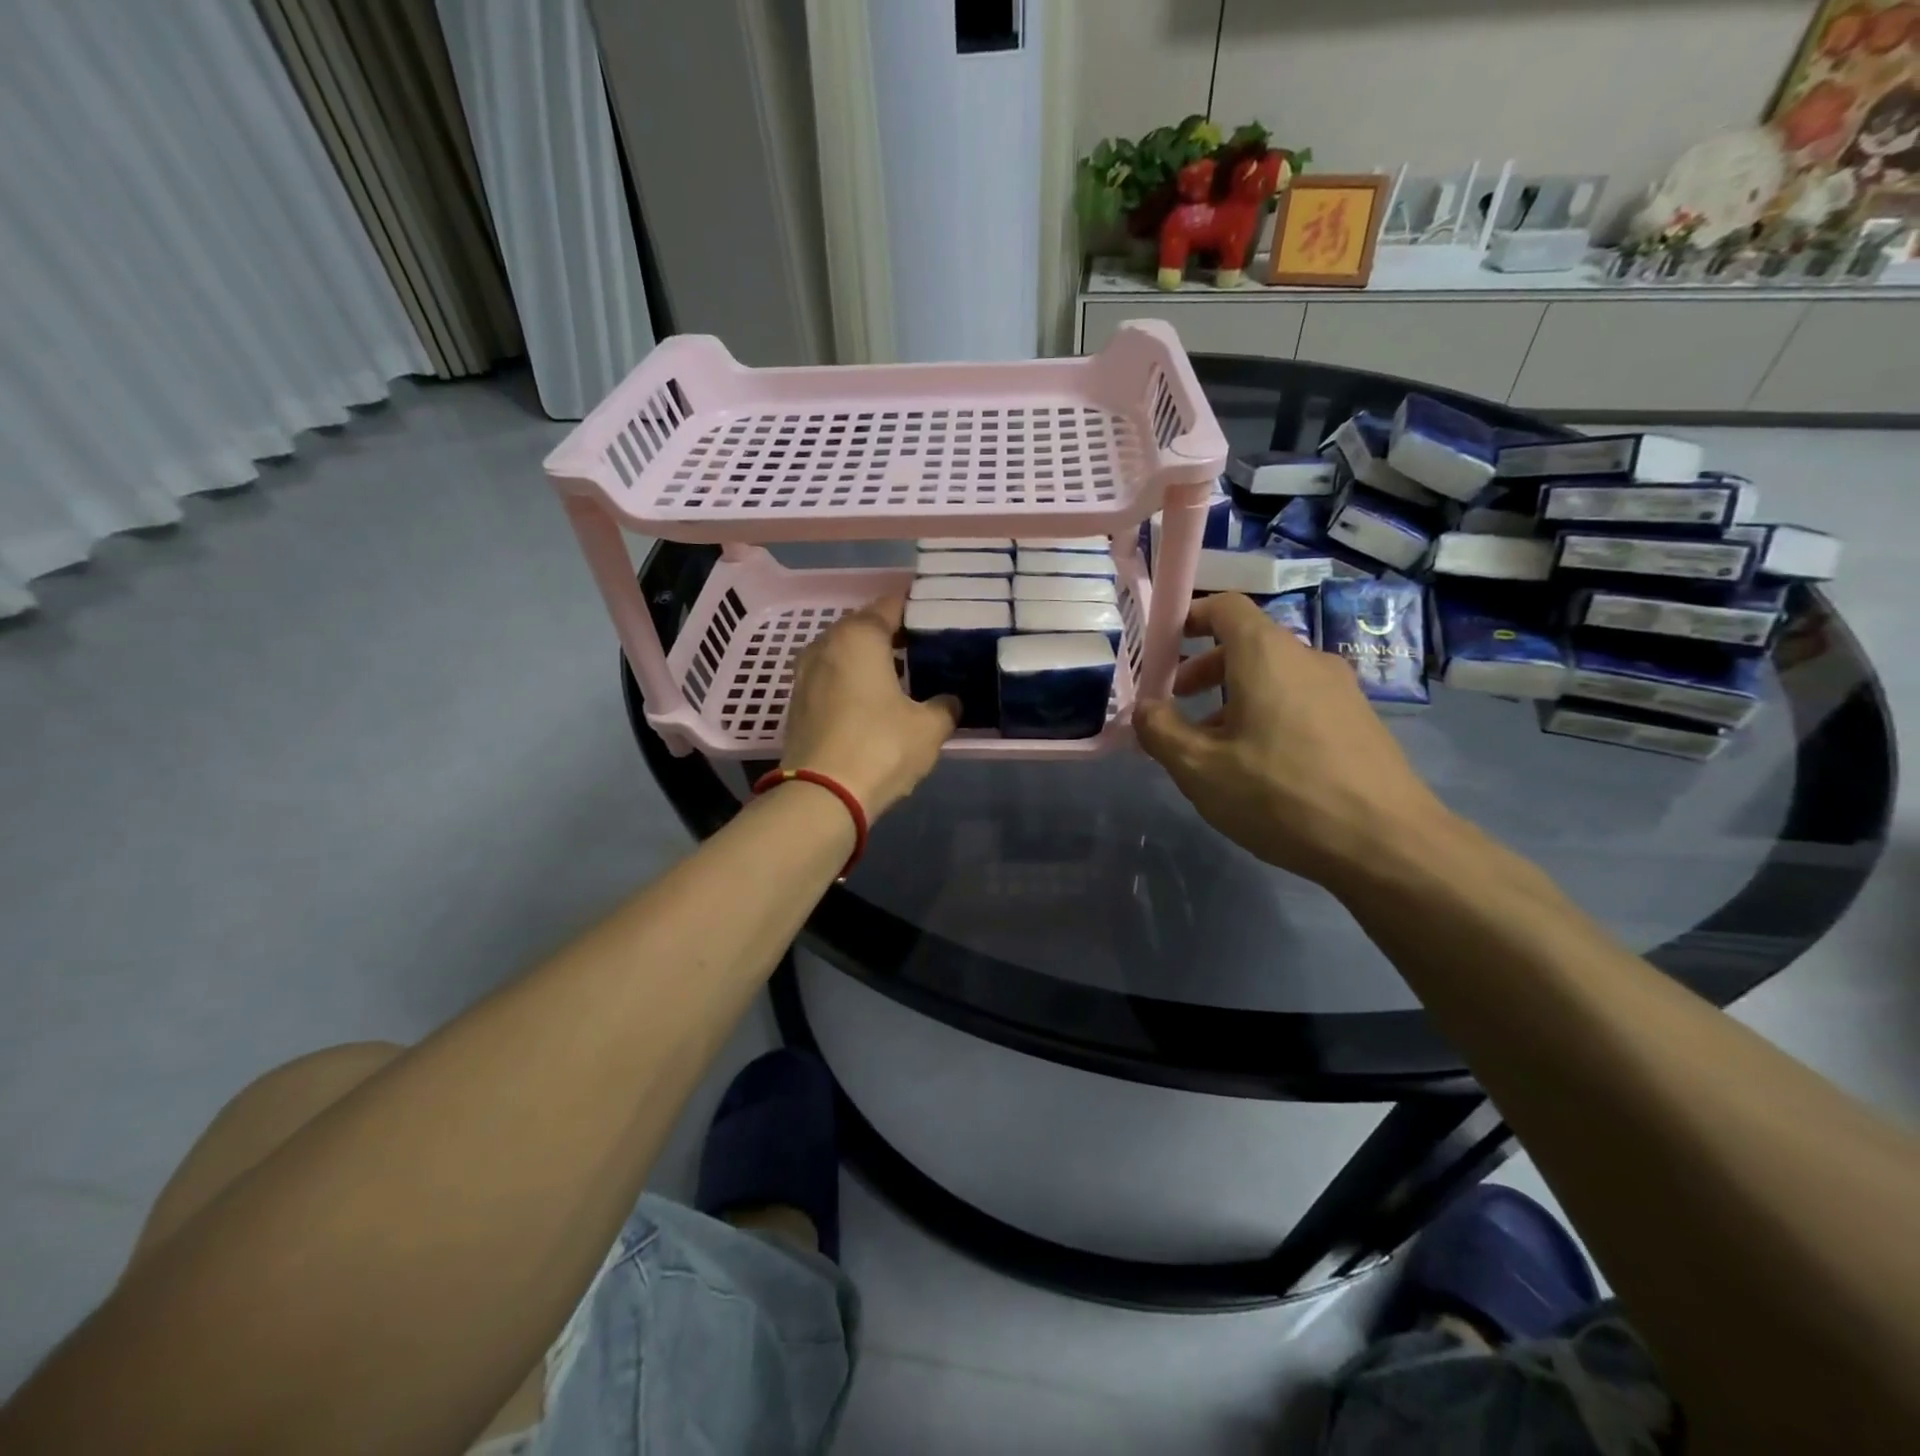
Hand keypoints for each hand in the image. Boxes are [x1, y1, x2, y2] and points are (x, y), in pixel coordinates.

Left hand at [781, 594, 957, 817]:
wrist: (821, 796)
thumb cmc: (880, 748)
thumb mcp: (929, 728)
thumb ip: (945, 706)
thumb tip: (950, 701)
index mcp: (859, 637)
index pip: (890, 605)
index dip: (916, 607)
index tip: (937, 613)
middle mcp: (826, 645)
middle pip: (863, 626)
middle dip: (892, 632)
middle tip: (924, 644)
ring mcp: (805, 674)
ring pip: (844, 653)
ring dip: (869, 658)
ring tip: (901, 671)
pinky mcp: (797, 704)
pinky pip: (831, 677)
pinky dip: (852, 680)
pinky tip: (873, 698)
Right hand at [1134, 593, 1454, 889]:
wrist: (1387, 843)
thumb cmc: (1280, 795)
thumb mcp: (1200, 769)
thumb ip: (1161, 731)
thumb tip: (1145, 708)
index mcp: (1266, 655)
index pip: (1226, 606)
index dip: (1189, 618)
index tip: (1162, 650)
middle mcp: (1307, 659)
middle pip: (1247, 643)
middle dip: (1204, 669)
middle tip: (1177, 705)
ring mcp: (1340, 689)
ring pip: (1273, 676)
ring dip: (1234, 698)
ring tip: (1213, 748)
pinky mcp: (1359, 721)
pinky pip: (1299, 701)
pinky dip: (1267, 715)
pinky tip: (1259, 767)